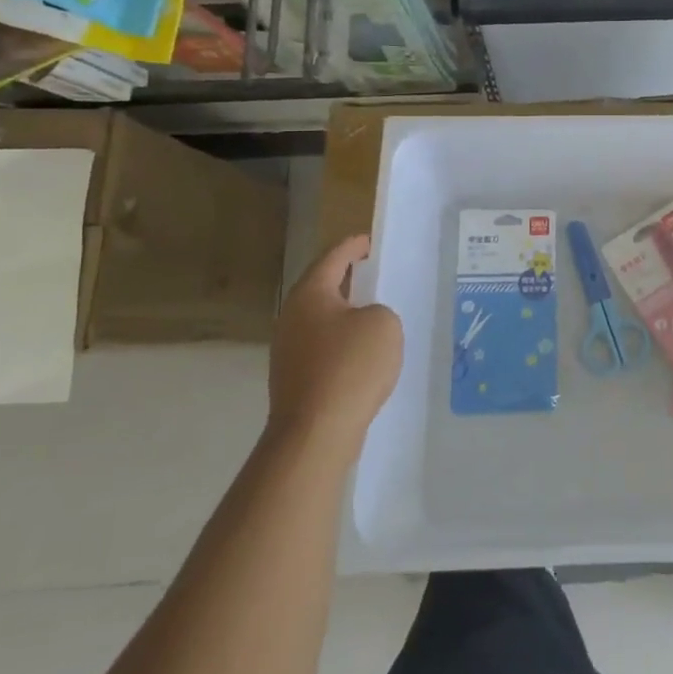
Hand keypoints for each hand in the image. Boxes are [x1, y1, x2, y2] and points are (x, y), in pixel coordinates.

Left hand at [267, 235, 403, 457]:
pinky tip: (363, 356)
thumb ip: (378, 311)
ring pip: (321, 320)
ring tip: (373, 315)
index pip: (333, 258)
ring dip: (345, 315)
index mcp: (310, 294)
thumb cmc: (351, 366)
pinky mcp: (293, 378)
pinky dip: (342, 344)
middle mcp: (292, 317)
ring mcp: (288, 350)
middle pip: (322, 288)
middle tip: (374, 274)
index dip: (353, 246)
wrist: (316, 432)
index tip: (369, 242)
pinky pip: (322, 348)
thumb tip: (363, 323)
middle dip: (347, 280)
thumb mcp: (384, 324)